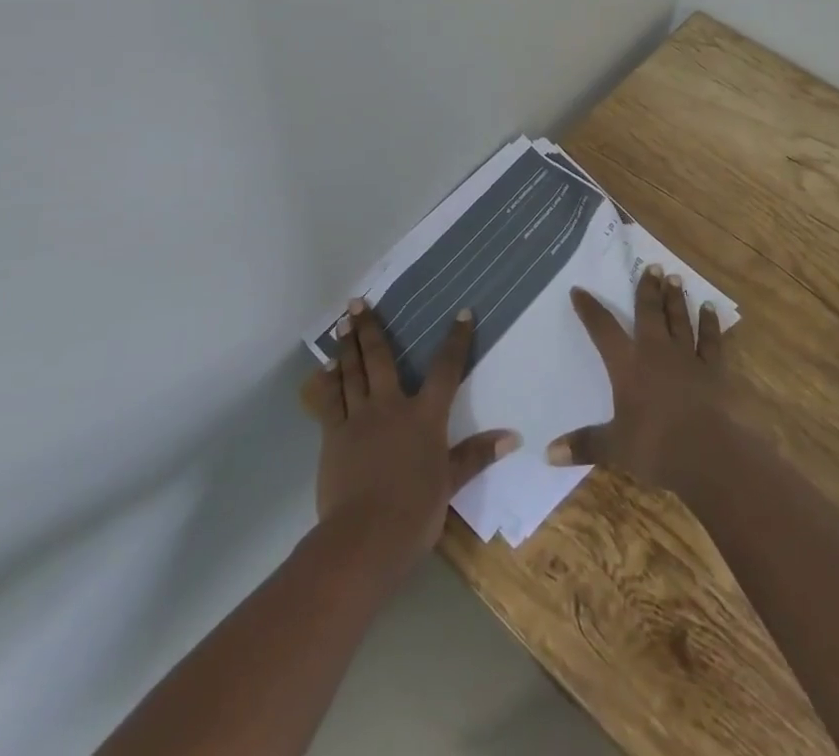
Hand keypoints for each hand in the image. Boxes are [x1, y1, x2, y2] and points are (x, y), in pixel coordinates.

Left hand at [303, 299, 519, 577]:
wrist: (365, 537)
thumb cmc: (415, 511)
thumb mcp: (450, 482)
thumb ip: (476, 454)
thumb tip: (513, 436)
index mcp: (424, 416)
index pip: (445, 370)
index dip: (456, 340)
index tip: (462, 313)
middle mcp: (390, 406)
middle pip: (381, 358)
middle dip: (371, 328)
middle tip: (358, 301)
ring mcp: (359, 418)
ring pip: (352, 372)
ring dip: (347, 345)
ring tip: (343, 320)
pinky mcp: (333, 436)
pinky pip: (330, 401)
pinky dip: (328, 381)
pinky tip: (326, 367)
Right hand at [547, 265, 729, 490]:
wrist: (707, 453)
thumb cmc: (655, 446)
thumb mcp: (614, 447)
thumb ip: (583, 445)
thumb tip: (547, 454)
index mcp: (627, 365)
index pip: (603, 329)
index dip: (590, 309)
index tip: (580, 290)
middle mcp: (656, 351)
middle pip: (649, 312)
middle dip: (647, 288)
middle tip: (652, 266)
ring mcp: (686, 357)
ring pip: (679, 319)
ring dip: (675, 298)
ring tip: (675, 277)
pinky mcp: (712, 370)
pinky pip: (711, 340)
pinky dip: (710, 323)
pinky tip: (710, 309)